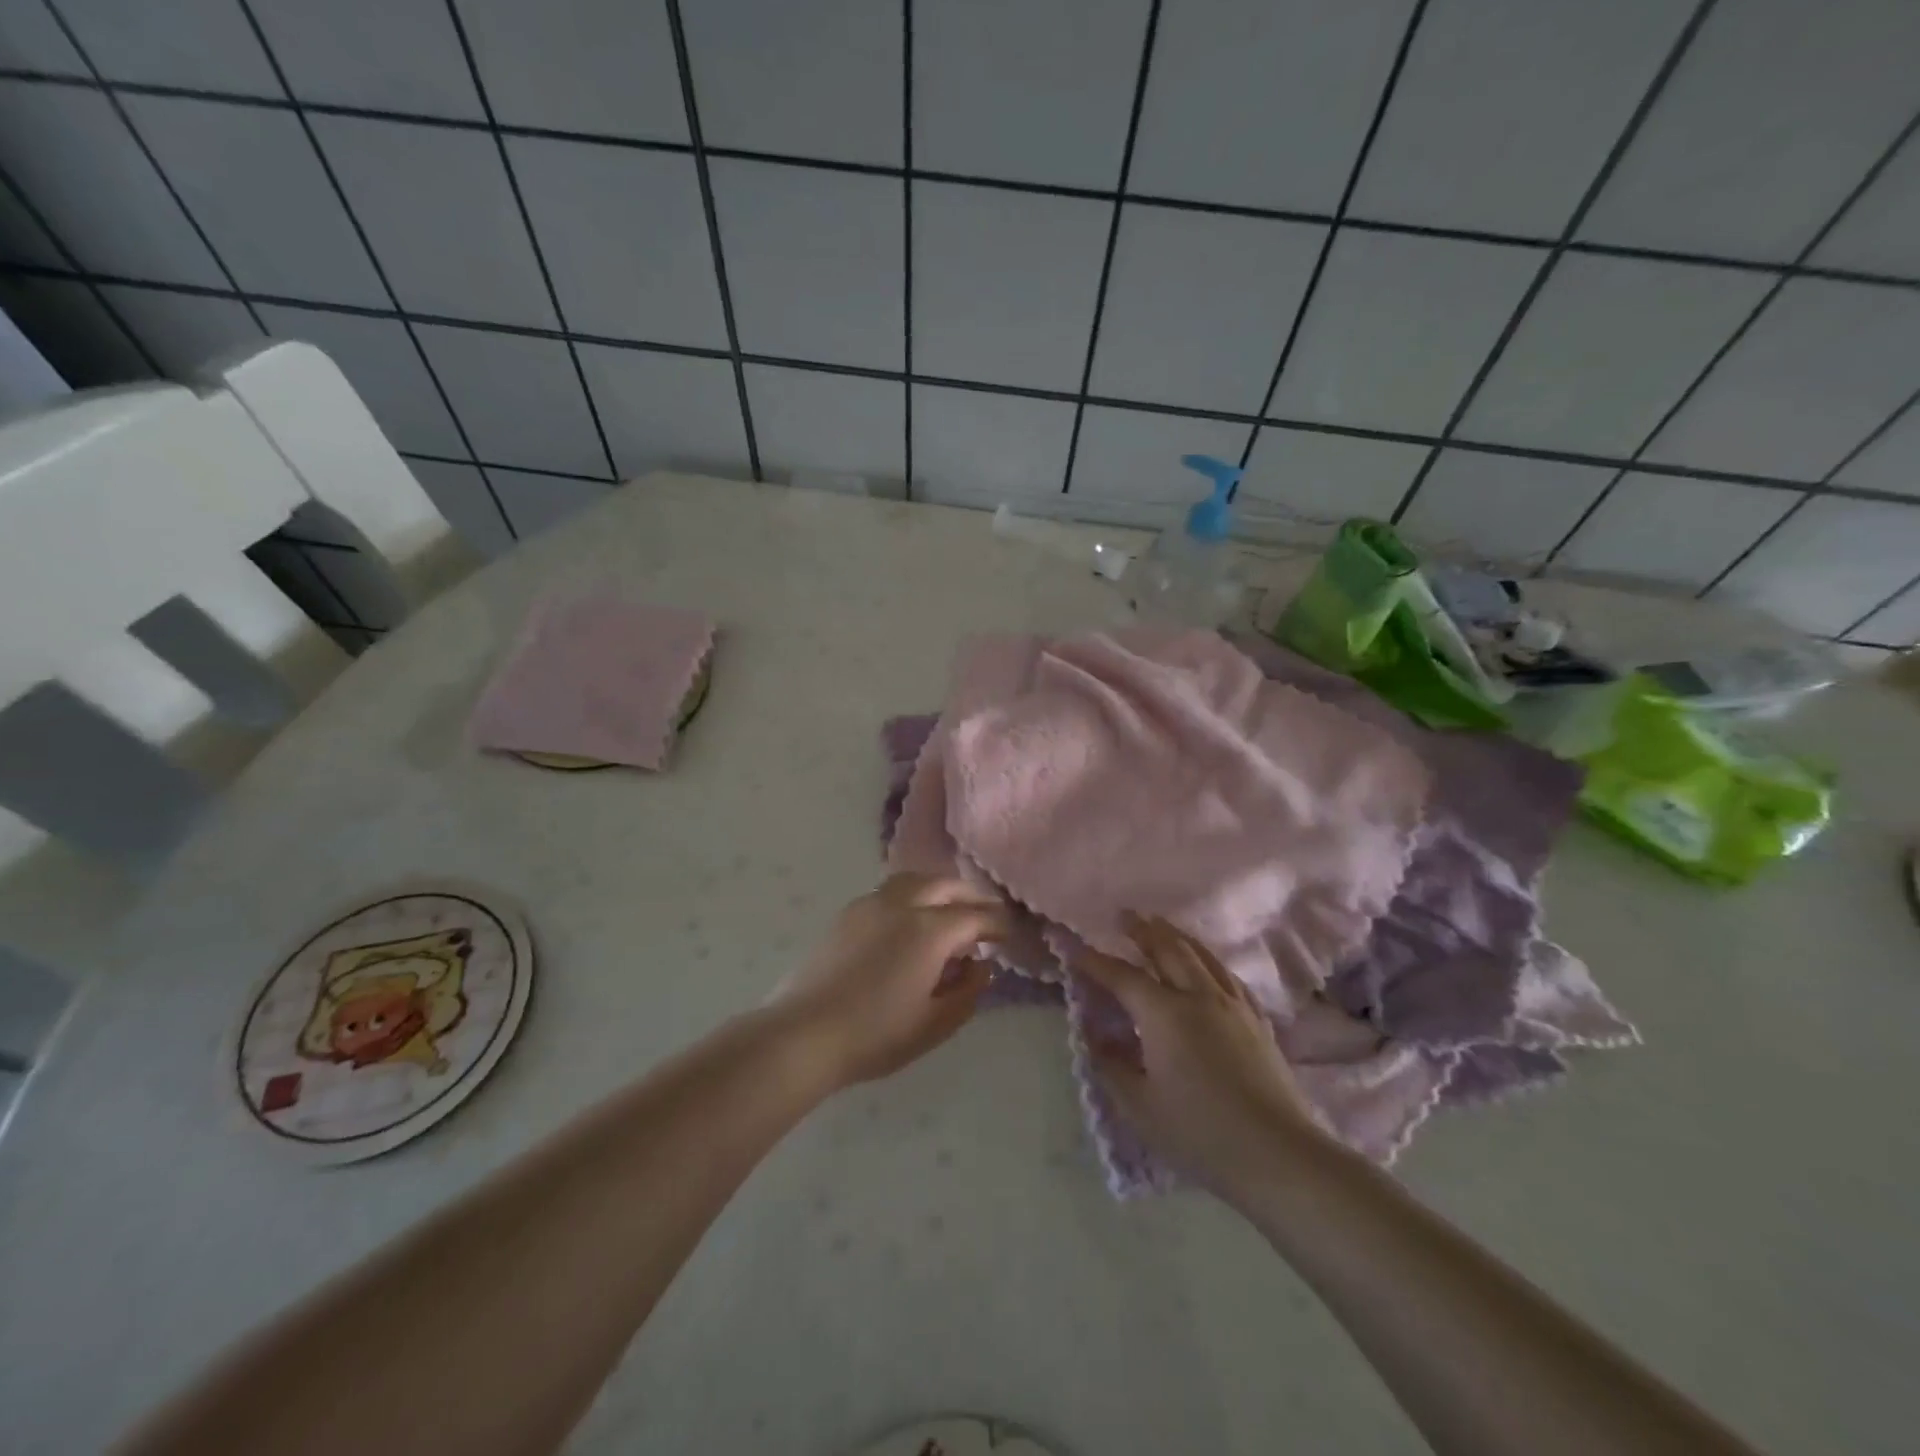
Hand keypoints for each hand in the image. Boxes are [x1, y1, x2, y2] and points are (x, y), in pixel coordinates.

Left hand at [770, 873, 1006, 1088]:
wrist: (804, 1033)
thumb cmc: (876, 1035)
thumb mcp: (935, 1023)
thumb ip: (968, 991)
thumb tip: (981, 966)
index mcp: (930, 930)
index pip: (976, 916)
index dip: (998, 924)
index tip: (1009, 935)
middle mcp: (902, 904)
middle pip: (946, 885)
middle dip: (970, 896)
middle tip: (984, 915)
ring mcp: (870, 904)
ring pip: (914, 880)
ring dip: (939, 890)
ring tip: (946, 912)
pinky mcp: (847, 913)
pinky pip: (889, 892)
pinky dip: (911, 896)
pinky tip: (907, 922)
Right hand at [1079, 914, 1328, 1197]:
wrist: (1277, 1154)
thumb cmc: (1199, 1132)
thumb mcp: (1140, 1107)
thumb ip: (1111, 1067)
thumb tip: (1095, 1038)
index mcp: (1164, 1014)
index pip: (1122, 976)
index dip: (1095, 961)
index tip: (1074, 949)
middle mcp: (1198, 996)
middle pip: (1167, 950)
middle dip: (1142, 930)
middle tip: (1124, 915)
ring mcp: (1232, 1005)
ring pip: (1201, 956)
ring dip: (1176, 936)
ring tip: (1161, 925)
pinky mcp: (1257, 1020)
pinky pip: (1228, 976)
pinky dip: (1209, 961)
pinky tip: (1208, 965)